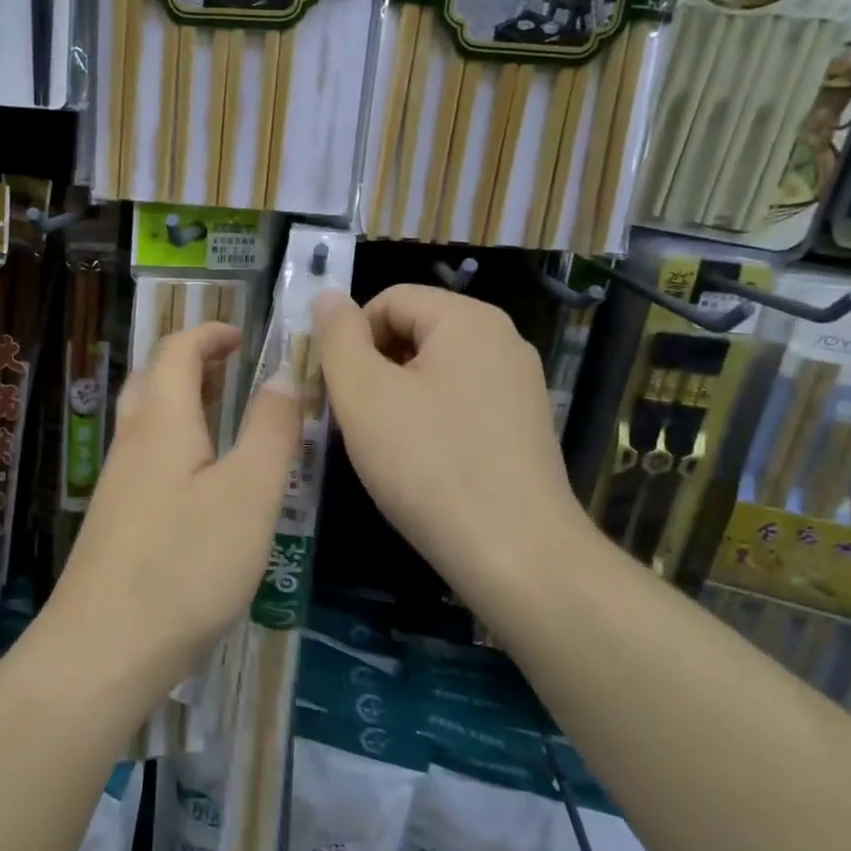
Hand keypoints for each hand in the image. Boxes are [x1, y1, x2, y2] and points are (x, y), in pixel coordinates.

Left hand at [47, 323, 299, 685]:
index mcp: (163, 421)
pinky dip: (176, 443)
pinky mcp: (116, 520)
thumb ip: (271, 430)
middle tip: (234, 370)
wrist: (104, 648)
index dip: (210, 334)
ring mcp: (118, 483)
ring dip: (183, 403)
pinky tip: (201, 482)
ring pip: (147, 421)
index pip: (178, 350)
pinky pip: (146, 458)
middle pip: (155, 379)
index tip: (244, 336)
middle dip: (193, 363)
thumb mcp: (250, 494)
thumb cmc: (186, 565)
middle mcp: (132, 442)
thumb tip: (283, 374)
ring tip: (224, 418)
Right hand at [314, 286, 592, 597]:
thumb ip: (338, 337)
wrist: (515, 554)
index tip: (333, 389)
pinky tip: (420, 463)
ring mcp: (518, 384)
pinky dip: (428, 420)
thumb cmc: (428, 464)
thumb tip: (328, 297)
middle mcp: (502, 340)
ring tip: (383, 446)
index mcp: (468, 319)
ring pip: (433, 370)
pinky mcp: (522, 425)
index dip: (349, 338)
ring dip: (395, 397)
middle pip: (413, 331)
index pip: (388, 300)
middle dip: (372, 368)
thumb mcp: (363, 394)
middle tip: (352, 421)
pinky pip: (459, 402)